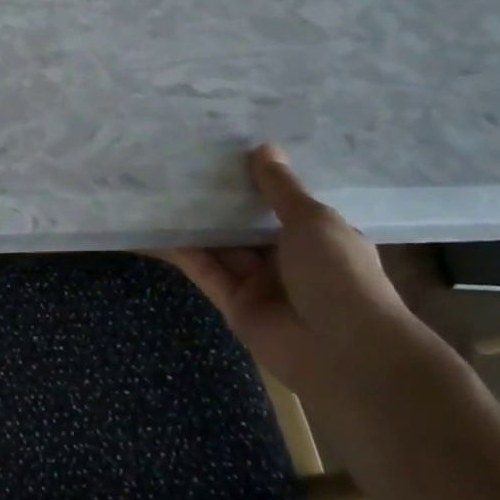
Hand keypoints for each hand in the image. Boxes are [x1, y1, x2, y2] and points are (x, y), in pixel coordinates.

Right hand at [152, 144, 430, 397]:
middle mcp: (289, 259)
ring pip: (222, 246)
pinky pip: (205, 271)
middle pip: (247, 224)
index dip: (259, 179)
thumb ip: (281, 188)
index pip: (284, 204)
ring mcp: (261, 284)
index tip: (229, 150)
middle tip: (184, 162)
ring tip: (162, 186)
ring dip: (196, 222)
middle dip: (221, 199)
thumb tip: (264, 147)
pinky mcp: (235, 305)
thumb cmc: (339, 274)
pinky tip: (155, 227)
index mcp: (319, 238)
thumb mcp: (313, 221)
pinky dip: (182, 251)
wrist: (344, 353)